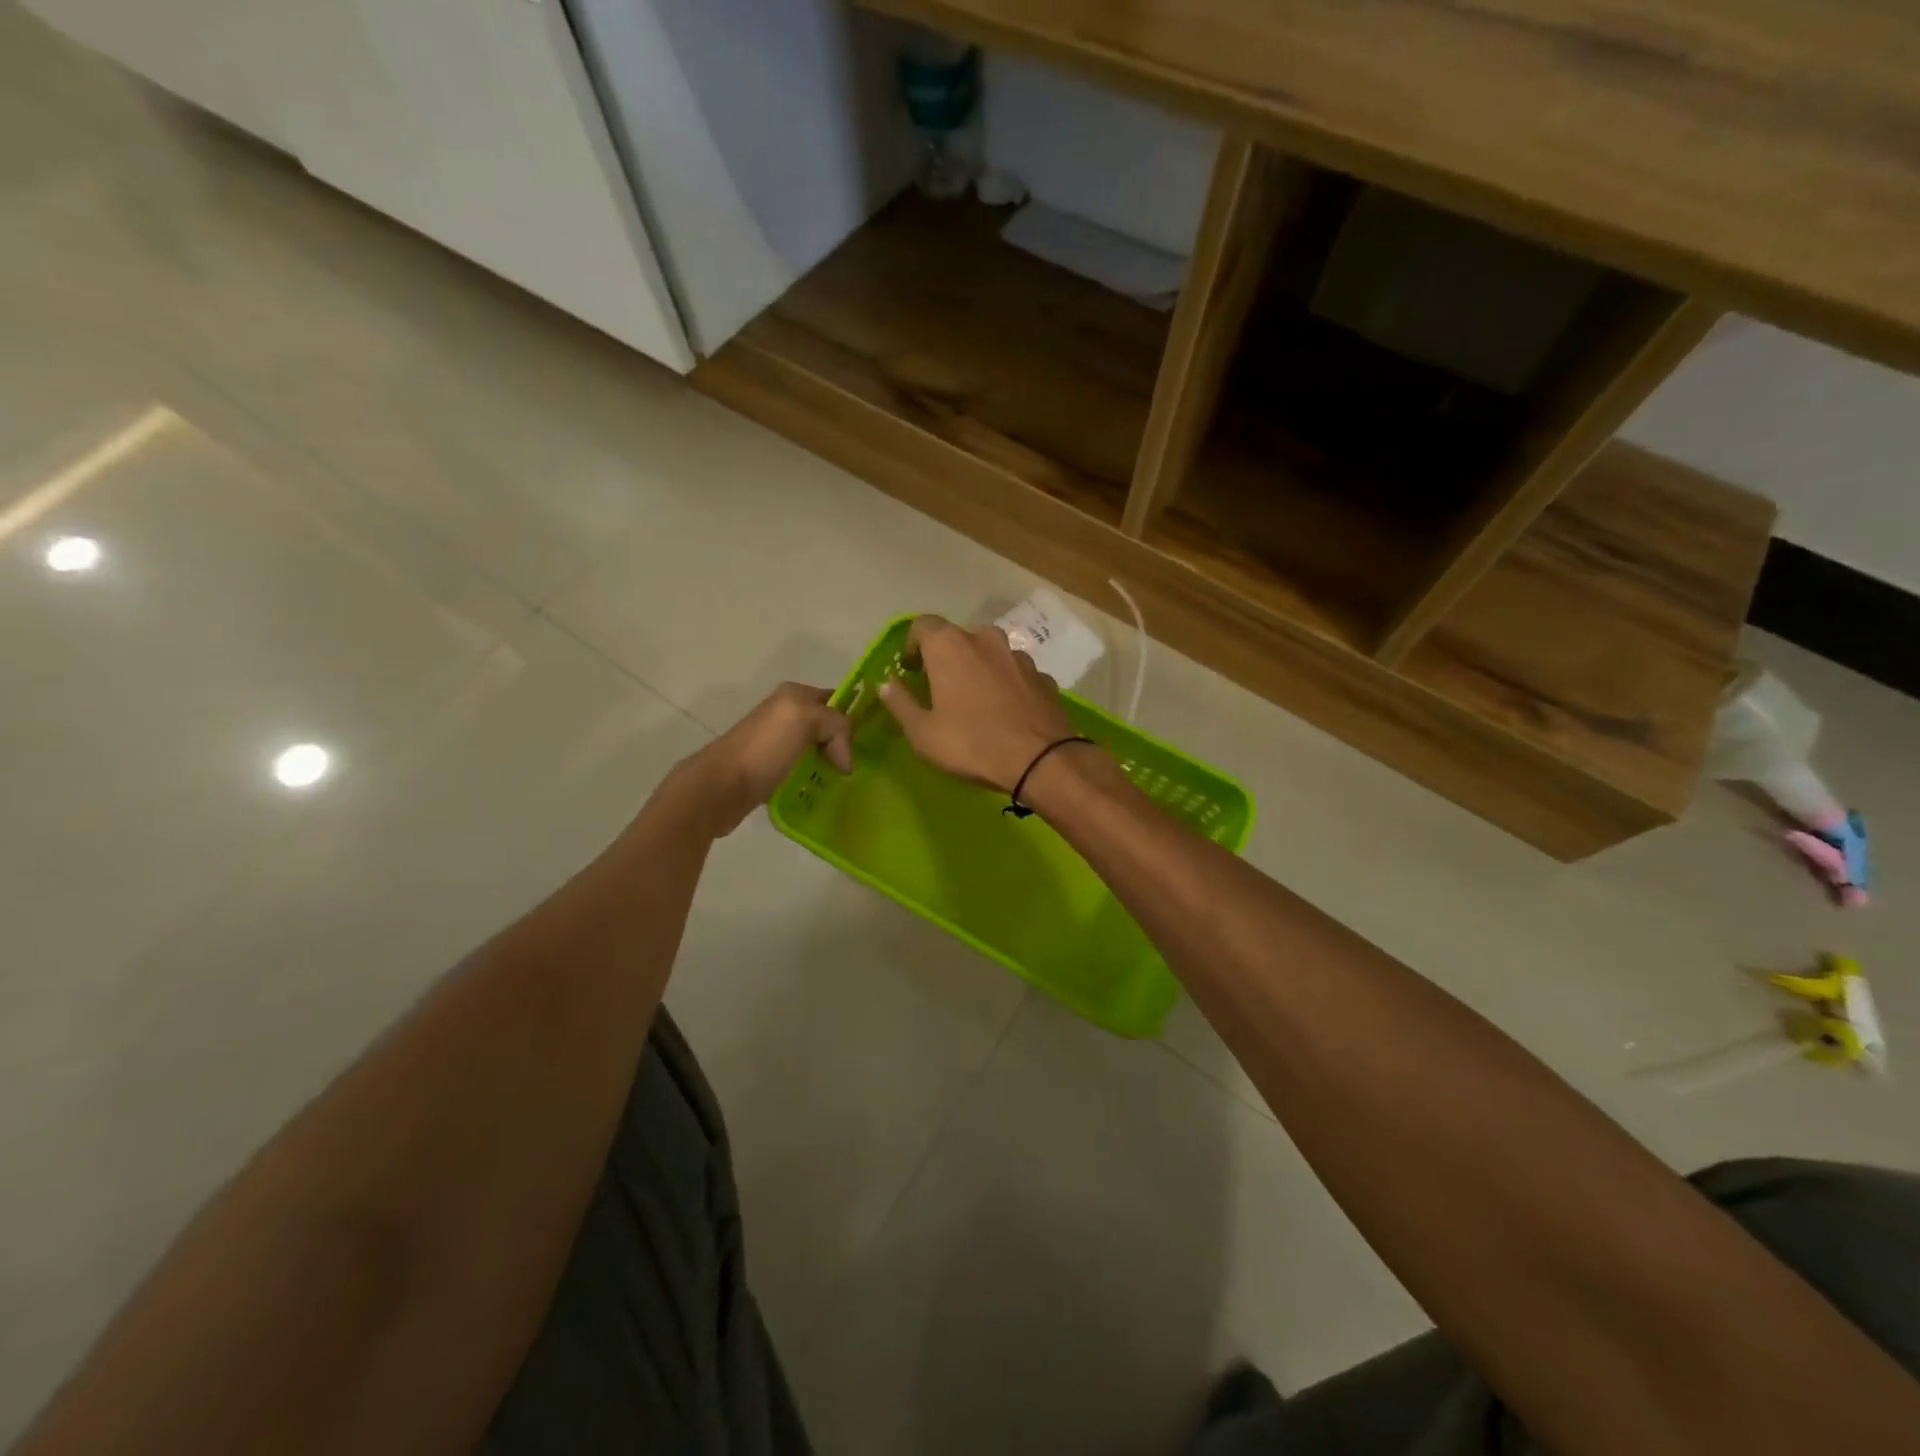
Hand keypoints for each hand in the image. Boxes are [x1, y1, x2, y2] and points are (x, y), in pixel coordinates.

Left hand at [677, 682, 851, 835]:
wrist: (721, 787)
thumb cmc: (764, 749)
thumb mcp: (806, 719)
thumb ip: (837, 724)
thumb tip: (845, 760)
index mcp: (793, 694)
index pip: (837, 699)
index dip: (856, 717)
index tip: (873, 743)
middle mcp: (785, 714)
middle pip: (829, 726)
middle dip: (846, 743)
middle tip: (861, 766)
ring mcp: (777, 743)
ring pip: (819, 749)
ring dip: (832, 764)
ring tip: (847, 782)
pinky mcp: (772, 770)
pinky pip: (805, 770)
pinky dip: (817, 779)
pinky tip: (825, 791)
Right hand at [879, 615, 1077, 791]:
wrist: (1041, 760)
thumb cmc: (971, 744)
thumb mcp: (922, 732)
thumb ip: (900, 702)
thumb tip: (886, 684)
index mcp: (950, 645)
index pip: (923, 625)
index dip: (913, 646)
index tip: (911, 671)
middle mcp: (986, 639)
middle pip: (958, 637)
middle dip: (946, 657)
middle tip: (940, 687)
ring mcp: (1019, 656)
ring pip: (990, 653)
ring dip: (979, 668)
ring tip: (976, 701)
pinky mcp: (1043, 676)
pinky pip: (1015, 673)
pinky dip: (1006, 684)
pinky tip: (1006, 712)